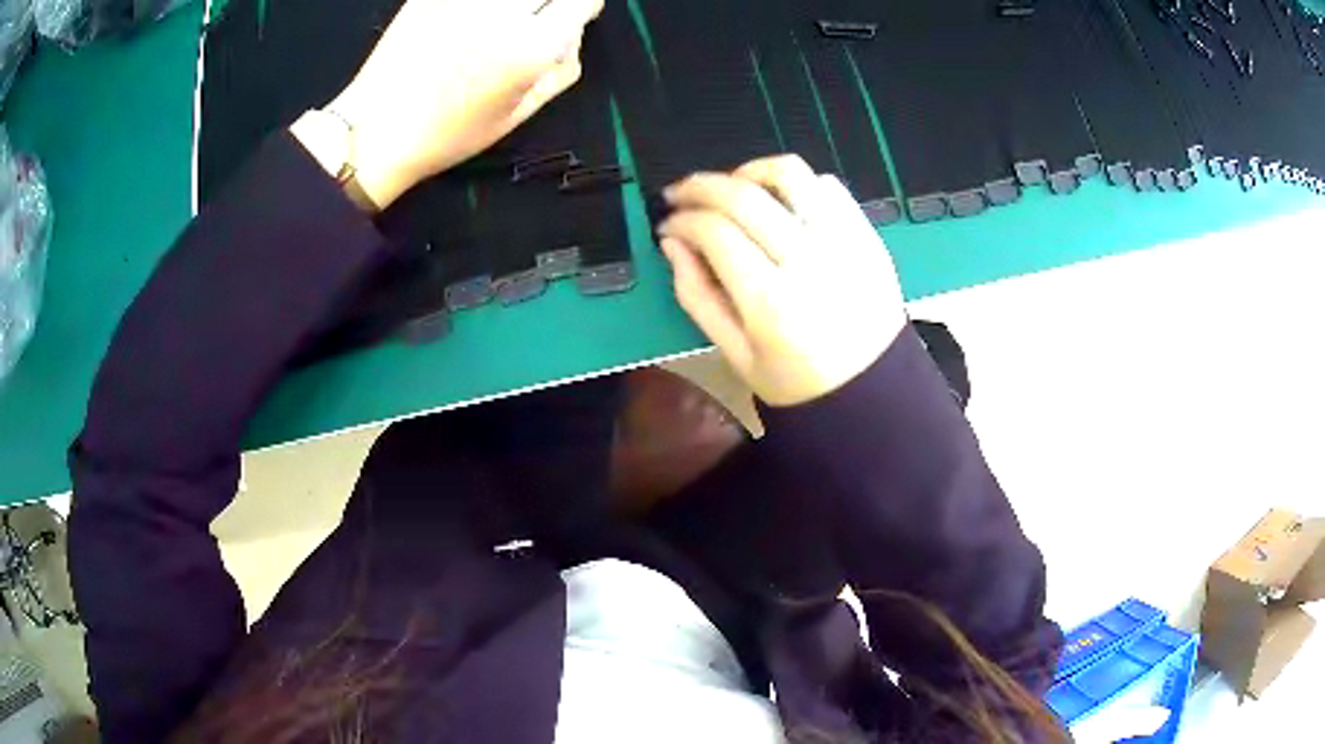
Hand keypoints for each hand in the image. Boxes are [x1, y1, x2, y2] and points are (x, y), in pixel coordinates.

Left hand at [300, 0, 604, 208]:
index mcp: (531, 48)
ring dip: (515, 5)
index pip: (582, 0)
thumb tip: (575, 30)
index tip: (570, 17)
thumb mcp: (520, 114)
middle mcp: (502, 13)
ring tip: (496, 26)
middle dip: (547, 5)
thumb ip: (562, 68)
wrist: (375, 130)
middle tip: (533, 21)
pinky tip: (468, 22)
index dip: (581, 8)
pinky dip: (477, 7)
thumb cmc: (450, 133)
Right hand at [657, 155, 907, 406]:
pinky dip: (795, 184)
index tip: (668, 225)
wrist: (872, 387)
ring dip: (750, 171)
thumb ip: (696, 294)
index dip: (681, 219)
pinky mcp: (866, 234)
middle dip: (700, 186)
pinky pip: (828, 185)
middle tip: (680, 194)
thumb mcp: (734, 353)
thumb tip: (672, 241)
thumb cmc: (797, 380)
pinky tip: (780, 204)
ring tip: (732, 187)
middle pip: (744, 195)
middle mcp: (810, 262)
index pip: (714, 232)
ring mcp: (844, 242)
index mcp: (772, 302)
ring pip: (790, 174)